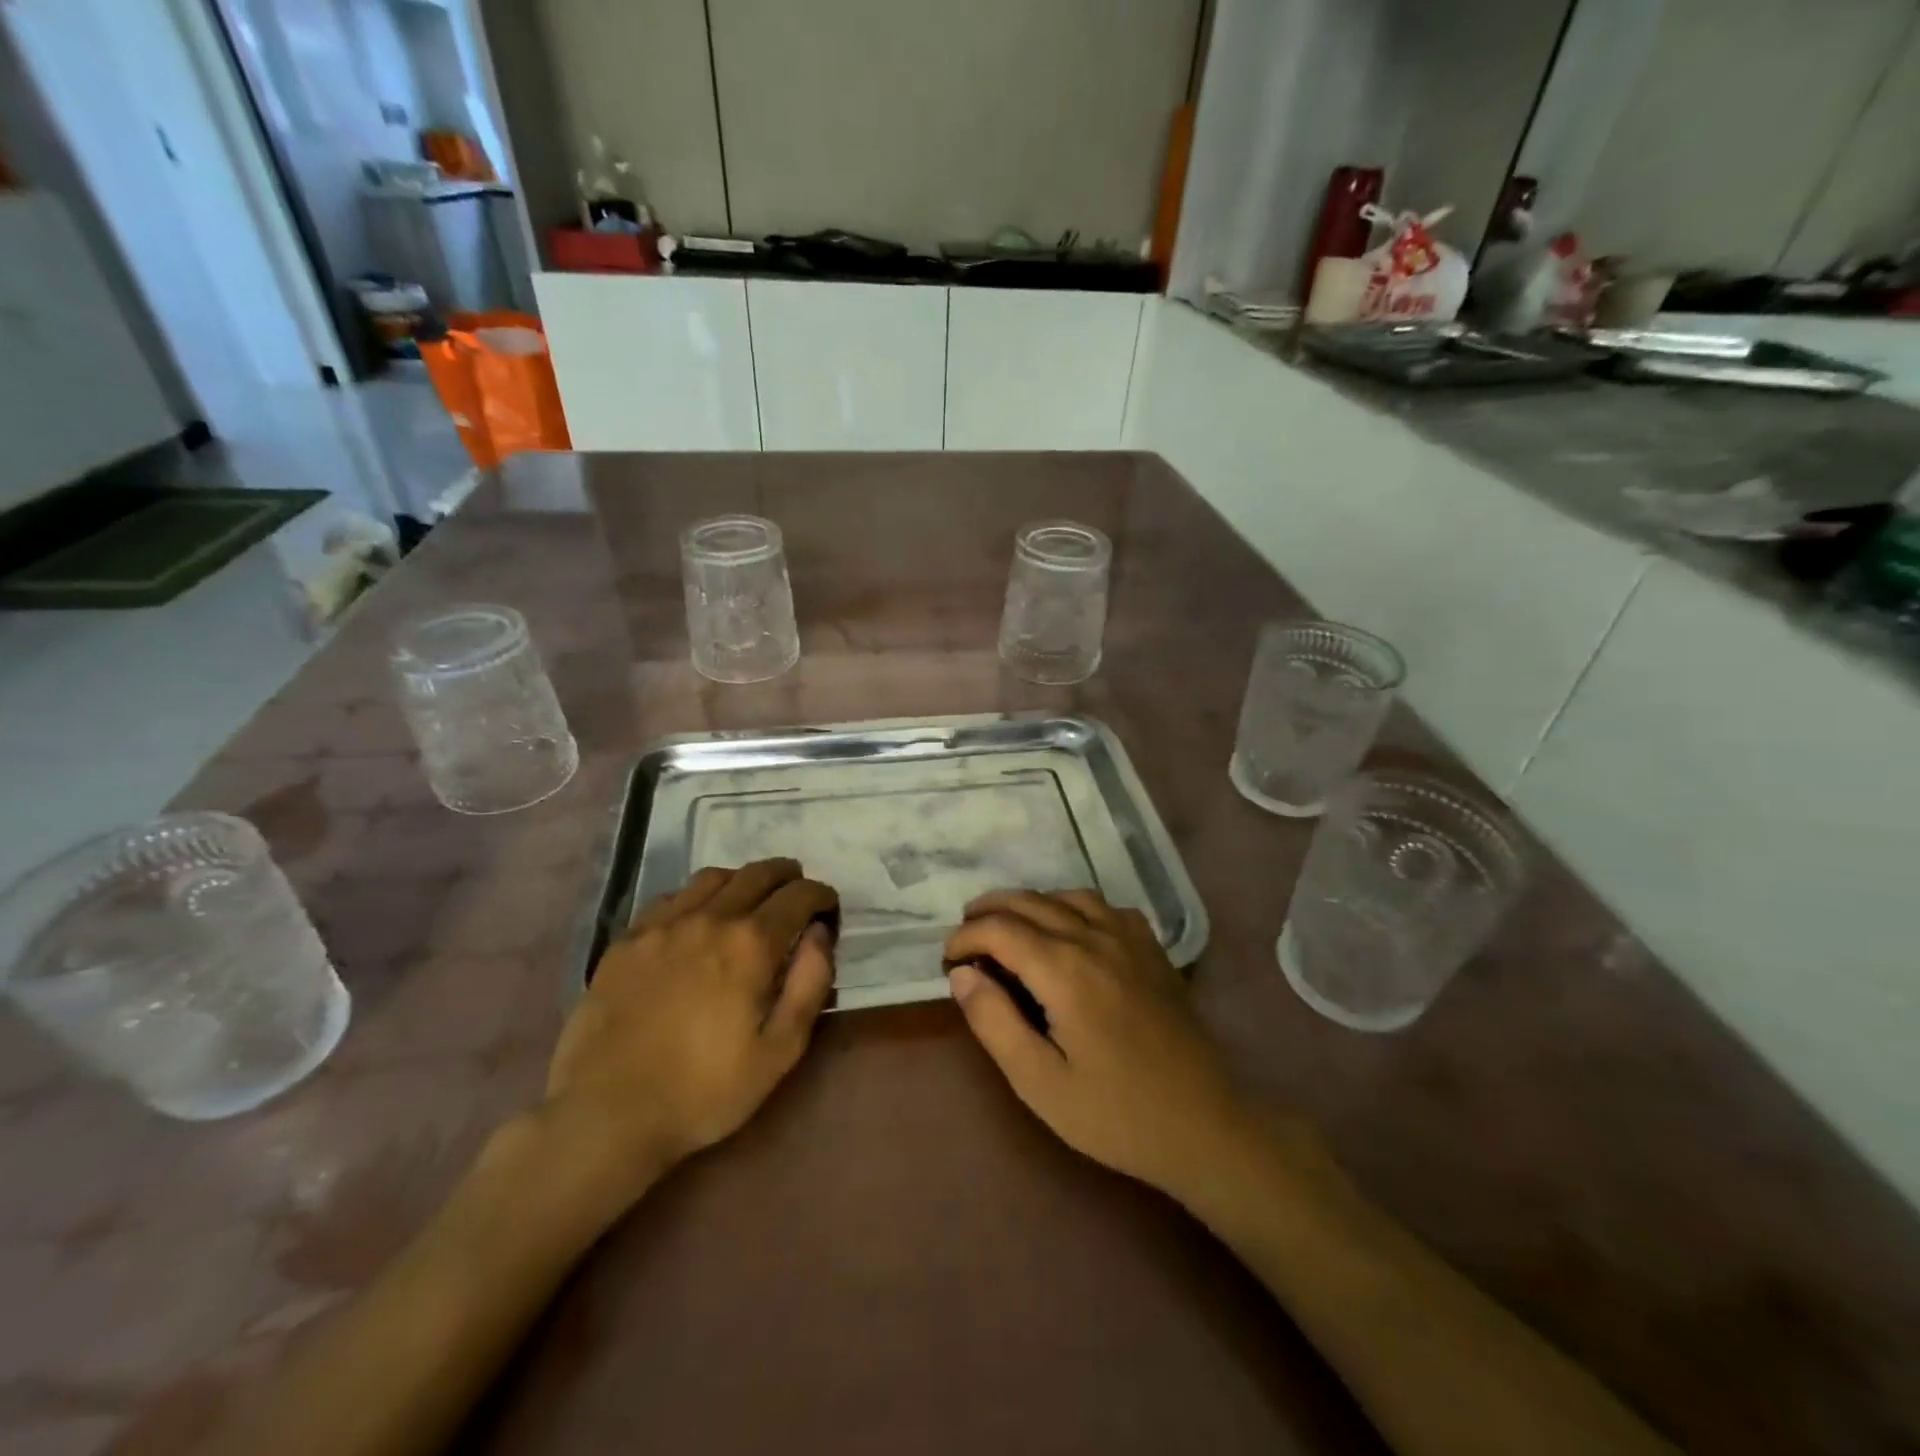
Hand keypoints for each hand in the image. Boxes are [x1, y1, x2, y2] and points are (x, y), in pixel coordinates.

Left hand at [542, 859, 837, 1208]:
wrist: (606, 1115)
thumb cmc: (704, 1091)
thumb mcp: (780, 1051)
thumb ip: (810, 983)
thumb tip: (820, 933)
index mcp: (751, 944)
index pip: (799, 895)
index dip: (821, 895)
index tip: (829, 909)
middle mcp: (709, 918)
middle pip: (758, 874)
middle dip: (788, 876)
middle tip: (798, 892)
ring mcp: (662, 925)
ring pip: (713, 877)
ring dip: (743, 880)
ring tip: (751, 899)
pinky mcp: (626, 940)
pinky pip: (670, 898)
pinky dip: (697, 897)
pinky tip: (697, 919)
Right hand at [944, 890, 1261, 1200]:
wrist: (1203, 1126)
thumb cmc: (1114, 1114)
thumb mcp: (1039, 1082)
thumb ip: (995, 1022)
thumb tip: (964, 973)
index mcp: (1065, 969)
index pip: (1000, 929)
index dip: (966, 937)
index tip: (947, 960)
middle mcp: (1095, 938)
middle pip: (1030, 902)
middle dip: (989, 911)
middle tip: (965, 935)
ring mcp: (1129, 939)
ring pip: (1067, 896)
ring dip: (1029, 903)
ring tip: (1008, 926)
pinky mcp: (1152, 949)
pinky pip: (1105, 907)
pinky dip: (1074, 906)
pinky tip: (1070, 930)